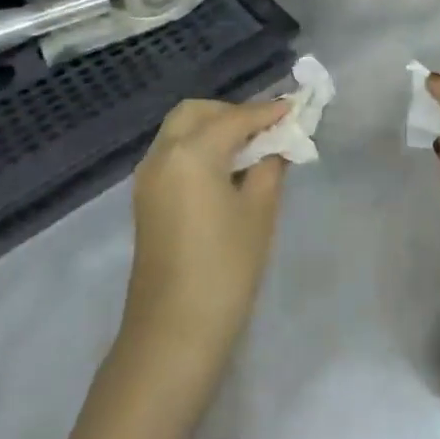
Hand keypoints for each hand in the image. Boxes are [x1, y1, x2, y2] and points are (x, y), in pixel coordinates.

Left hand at [121, 98, 292, 375]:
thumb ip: (270, 167)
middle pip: (196, 113)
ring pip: (179, 132)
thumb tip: (276, 145)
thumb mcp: (259, 212)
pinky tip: (226, 170)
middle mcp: (161, 155)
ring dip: (213, 129)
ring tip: (250, 149)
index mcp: (190, 153)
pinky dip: (198, 148)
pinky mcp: (145, 199)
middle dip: (231, 113)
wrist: (174, 331)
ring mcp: (148, 177)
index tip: (294, 107)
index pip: (234, 119)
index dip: (266, 112)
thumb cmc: (225, 268)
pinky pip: (172, 154)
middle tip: (266, 130)